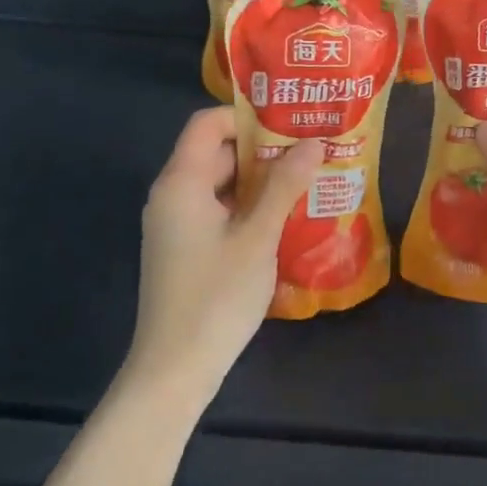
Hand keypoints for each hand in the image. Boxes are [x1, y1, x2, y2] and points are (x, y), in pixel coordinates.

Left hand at [128, 107, 322, 406]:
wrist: (175, 369)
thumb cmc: (216, 295)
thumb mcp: (258, 236)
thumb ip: (285, 185)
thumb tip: (314, 142)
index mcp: (181, 182)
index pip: (208, 123)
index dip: (247, 116)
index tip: (291, 122)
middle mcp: (172, 195)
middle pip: (217, 151)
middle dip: (264, 148)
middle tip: (311, 149)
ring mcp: (177, 223)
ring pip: (222, 182)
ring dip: (261, 179)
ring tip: (308, 178)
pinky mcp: (185, 247)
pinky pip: (219, 209)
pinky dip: (249, 205)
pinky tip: (286, 215)